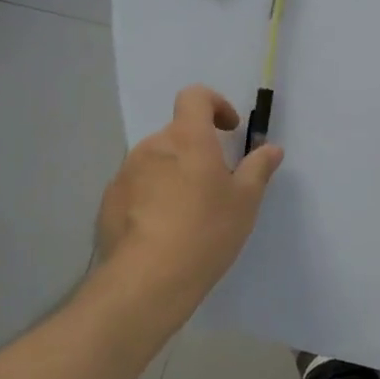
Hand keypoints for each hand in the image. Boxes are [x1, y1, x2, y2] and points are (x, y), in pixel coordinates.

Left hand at [90, 86, 282, 321]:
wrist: (146, 281)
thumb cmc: (205, 231)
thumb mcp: (245, 201)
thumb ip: (258, 168)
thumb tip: (271, 148)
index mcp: (187, 139)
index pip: (195, 97)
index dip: (214, 104)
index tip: (229, 129)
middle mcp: (152, 147)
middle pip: (177, 134)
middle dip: (197, 150)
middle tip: (216, 184)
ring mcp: (125, 174)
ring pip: (156, 162)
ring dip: (173, 174)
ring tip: (188, 212)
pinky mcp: (108, 203)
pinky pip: (136, 187)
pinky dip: (152, 197)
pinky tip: (163, 231)